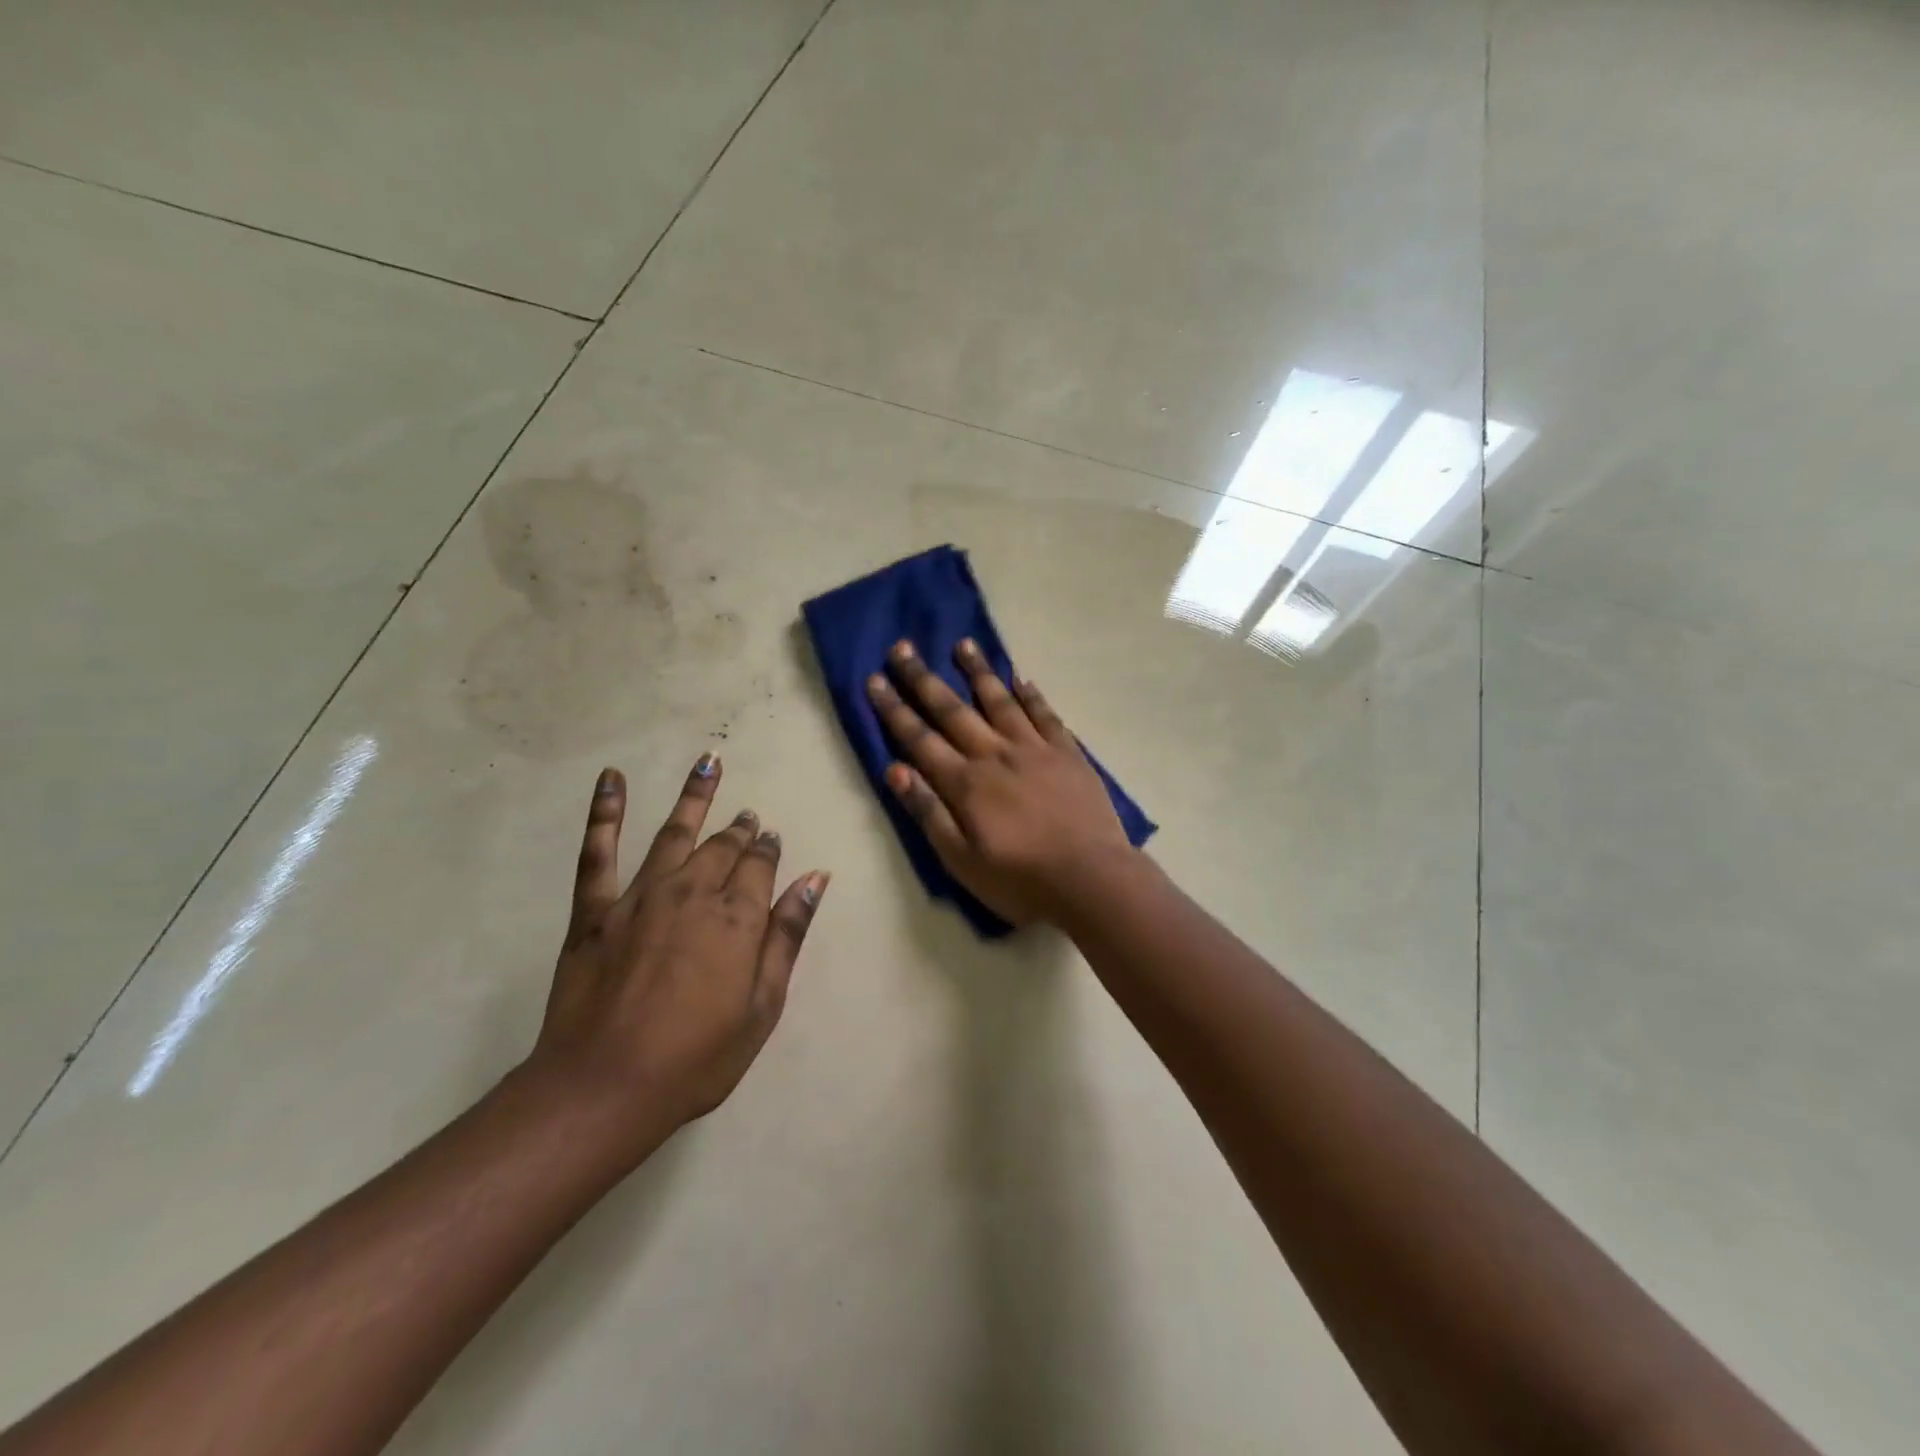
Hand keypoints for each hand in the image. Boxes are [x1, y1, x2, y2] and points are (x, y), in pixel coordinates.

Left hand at [523, 756, 828, 1147]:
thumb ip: (788, 935)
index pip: (759, 866)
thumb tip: (816, 878)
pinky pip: (598, 852)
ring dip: (694, 797)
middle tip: (747, 815)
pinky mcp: (596, 910)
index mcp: (737, 917)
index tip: (771, 839)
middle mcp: (693, 892)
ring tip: (709, 763)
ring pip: (674, 834)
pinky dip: (604, 812)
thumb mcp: (763, 1005)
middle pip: (722, 848)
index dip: (768, 850)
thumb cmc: (697, 1057)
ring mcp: (640, 896)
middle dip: (739, 829)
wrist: (605, 1087)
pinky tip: (611, 778)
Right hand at [867, 638, 1133, 925]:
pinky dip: (1030, 694)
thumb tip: (895, 769)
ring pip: (1000, 701)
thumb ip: (928, 813)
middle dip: (923, 679)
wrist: (1092, 879)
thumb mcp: (961, 861)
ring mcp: (1034, 749)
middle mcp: (995, 755)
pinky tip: (1020, 677)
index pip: (920, 739)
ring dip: (978, 672)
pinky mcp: (1067, 753)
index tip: (874, 679)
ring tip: (963, 644)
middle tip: (902, 647)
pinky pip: (1044, 714)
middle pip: (952, 710)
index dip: (894, 709)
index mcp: (966, 783)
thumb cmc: (1021, 880)